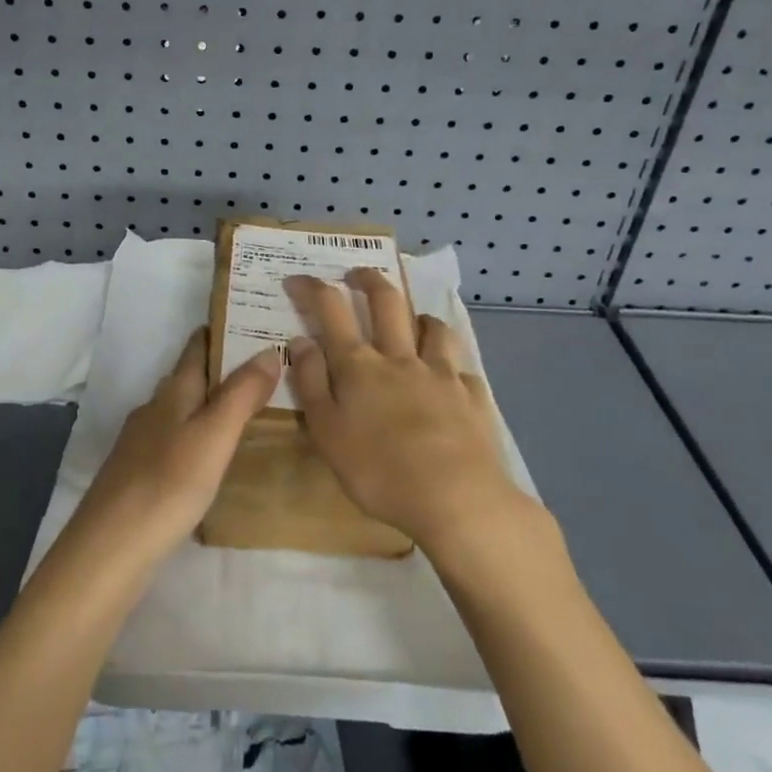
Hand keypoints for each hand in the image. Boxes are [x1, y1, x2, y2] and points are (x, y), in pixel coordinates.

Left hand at [62, 328, 281, 573]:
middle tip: (265, 368)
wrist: (111, 546)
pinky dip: (197, 434)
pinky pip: (174, 439)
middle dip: (221, 368)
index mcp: (172, 393)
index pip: (197, 348)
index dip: (221, 331)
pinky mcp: (138, 473)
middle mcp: (154, 408)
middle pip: (188, 377)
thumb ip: (241, 393)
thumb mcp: (214, 435)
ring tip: (246, 410)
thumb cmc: (169, 483)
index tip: (252, 321)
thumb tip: (268, 350)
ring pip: (181, 409)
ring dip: (209, 403)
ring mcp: (142, 442)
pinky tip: (211, 455)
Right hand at [284, 268, 525, 551]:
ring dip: (418, 317)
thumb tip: (301, 340)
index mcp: (360, 366)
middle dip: (369, 280)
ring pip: (433, 328)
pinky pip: (462, 369)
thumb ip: (311, 382)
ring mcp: (442, 374)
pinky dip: (451, 366)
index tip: (298, 278)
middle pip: (387, 302)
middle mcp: (401, 358)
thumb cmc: (378, 470)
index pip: (331, 310)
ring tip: (413, 321)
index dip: (313, 288)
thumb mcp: (327, 431)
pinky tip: (450, 378)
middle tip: (357, 274)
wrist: (457, 498)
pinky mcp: (473, 397)